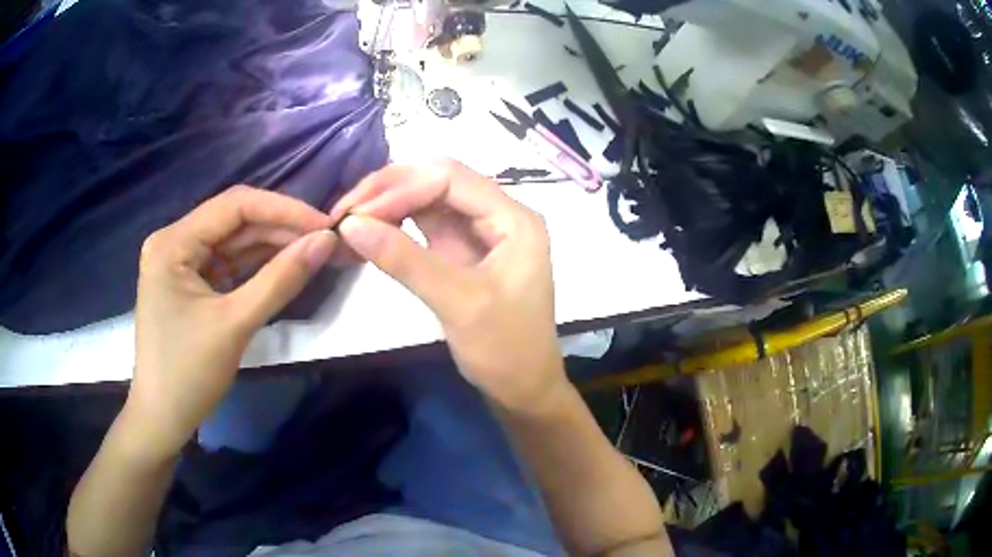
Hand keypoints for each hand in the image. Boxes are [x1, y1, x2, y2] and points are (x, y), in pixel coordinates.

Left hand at [126, 186, 336, 458]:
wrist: (162, 419)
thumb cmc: (188, 374)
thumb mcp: (235, 325)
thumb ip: (281, 279)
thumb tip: (326, 241)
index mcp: (173, 242)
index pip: (234, 205)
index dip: (283, 210)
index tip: (325, 225)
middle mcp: (174, 241)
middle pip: (234, 221)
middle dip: (280, 229)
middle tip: (325, 242)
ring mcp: (181, 262)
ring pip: (234, 242)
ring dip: (272, 247)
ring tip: (313, 252)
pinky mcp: (190, 282)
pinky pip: (228, 264)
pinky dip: (257, 266)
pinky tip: (285, 267)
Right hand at [330, 160, 567, 411]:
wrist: (522, 388)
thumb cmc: (504, 349)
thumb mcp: (457, 303)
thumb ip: (404, 260)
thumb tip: (349, 224)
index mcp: (513, 219)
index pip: (450, 179)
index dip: (400, 188)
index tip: (355, 214)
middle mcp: (498, 215)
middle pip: (438, 180)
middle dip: (390, 190)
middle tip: (345, 210)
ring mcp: (478, 231)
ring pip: (428, 199)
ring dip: (388, 204)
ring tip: (349, 218)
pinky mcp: (461, 250)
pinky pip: (425, 224)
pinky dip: (395, 225)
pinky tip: (369, 231)